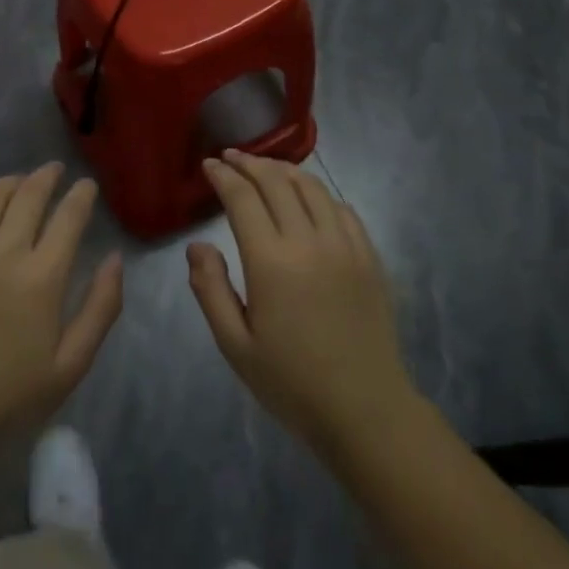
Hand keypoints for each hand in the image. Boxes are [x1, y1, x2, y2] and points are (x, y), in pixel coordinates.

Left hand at [0, 164, 123, 456]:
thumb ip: (100, 307)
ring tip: (19, 182)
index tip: (87, 185)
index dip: (81, 195)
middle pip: (29, 195)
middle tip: (54, 171)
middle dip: (47, 176)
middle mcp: (2, 254)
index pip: (68, 217)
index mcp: (42, 279)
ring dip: (10, 182)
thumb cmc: (10, 396)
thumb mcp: (72, 364)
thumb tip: (114, 258)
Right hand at [188, 151, 417, 460]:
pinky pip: (343, 209)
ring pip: (313, 188)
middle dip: (250, 164)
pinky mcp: (369, 257)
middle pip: (277, 182)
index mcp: (271, 262)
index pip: (243, 199)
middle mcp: (309, 242)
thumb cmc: (291, 382)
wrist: (365, 410)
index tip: (209, 165)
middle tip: (231, 157)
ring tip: (266, 169)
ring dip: (284, 171)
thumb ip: (210, 289)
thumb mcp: (235, 345)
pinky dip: (320, 194)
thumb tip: (198, 245)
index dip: (223, 176)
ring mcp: (345, 246)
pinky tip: (309, 198)